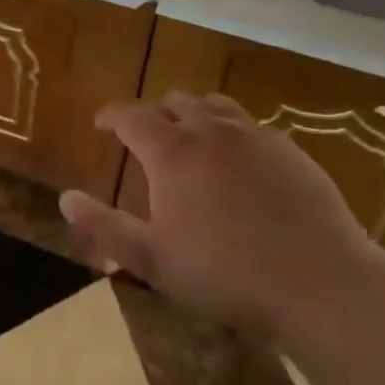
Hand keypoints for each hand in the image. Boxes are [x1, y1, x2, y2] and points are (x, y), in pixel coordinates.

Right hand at [60, 91, 374, 331]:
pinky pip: (249, 125)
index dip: (111, 115)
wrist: (320, 282)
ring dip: (193, 114)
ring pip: (213, 105)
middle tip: (147, 135)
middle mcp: (210, 130)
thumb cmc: (226, 273)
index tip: (101, 124)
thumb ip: (105, 227)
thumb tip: (65, 198)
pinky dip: (230, 131)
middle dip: (153, 112)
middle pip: (173, 101)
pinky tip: (238, 161)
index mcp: (171, 151)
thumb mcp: (153, 260)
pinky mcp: (288, 149)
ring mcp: (253, 135)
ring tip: (190, 137)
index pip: (130, 115)